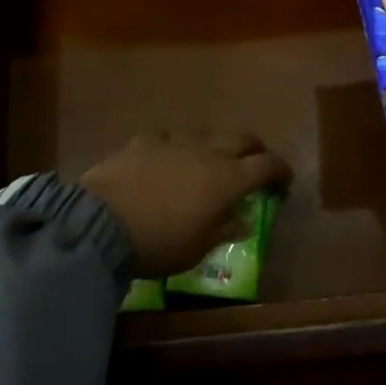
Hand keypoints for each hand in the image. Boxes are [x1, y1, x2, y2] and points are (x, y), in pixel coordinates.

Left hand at [81, 132, 290, 277]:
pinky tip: (167, 162)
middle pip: (243, 139)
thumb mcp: (197, 249)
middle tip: (255, 166)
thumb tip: (244, 219)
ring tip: (208, 165)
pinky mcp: (145, 141)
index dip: (281, 171)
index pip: (267, 165)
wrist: (100, 223)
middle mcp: (207, 152)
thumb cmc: (158, 244)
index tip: (285, 182)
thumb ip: (224, 230)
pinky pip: (171, 138)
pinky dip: (177, 149)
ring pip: (207, 134)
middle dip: (255, 150)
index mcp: (228, 179)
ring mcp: (175, 141)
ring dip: (216, 148)